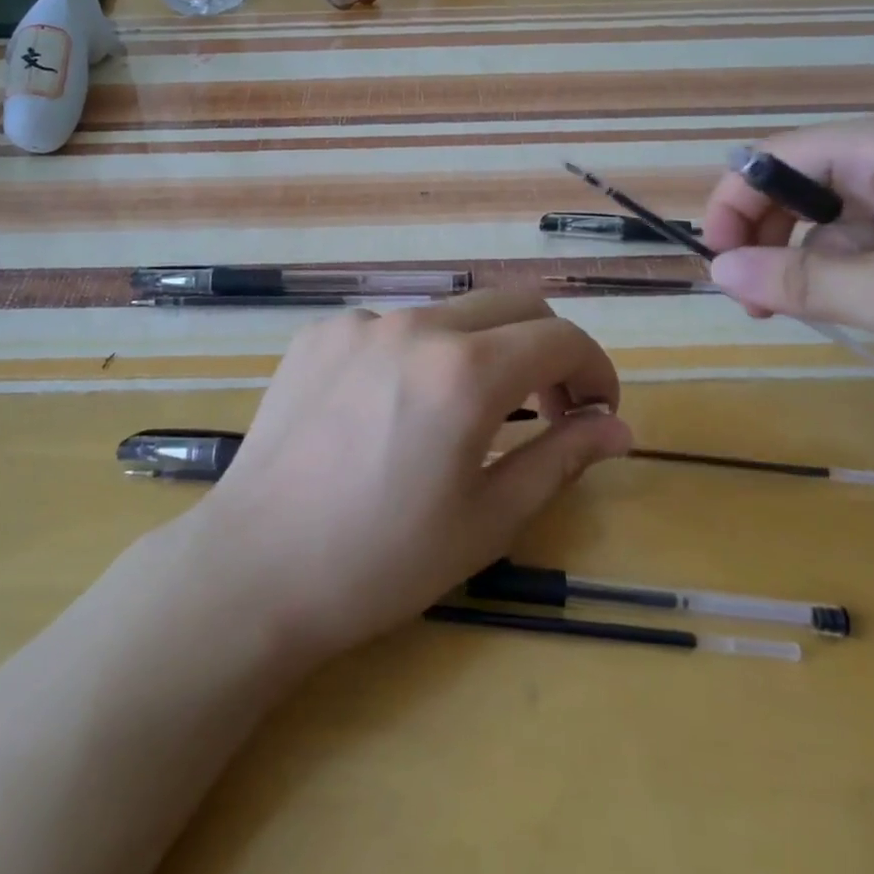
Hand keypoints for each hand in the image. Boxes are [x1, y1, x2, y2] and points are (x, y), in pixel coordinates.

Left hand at [194, 291, 631, 658]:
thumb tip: (618, 427)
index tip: (596, 412)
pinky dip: (421, 353)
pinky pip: (393, 326)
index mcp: (466, 370)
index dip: (595, 370)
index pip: (561, 337)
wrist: (255, 568)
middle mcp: (416, 324)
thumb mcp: (489, 519)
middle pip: (513, 305)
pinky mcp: (319, 333)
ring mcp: (360, 323)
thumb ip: (562, 458)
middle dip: (548, 348)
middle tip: (547, 408)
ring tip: (468, 411)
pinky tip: (395, 408)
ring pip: (452, 312)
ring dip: (484, 348)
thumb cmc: (383, 560)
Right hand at [703, 110, 873, 397]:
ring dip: (814, 268)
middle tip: (760, 308)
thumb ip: (798, 285)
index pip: (773, 159)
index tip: (720, 269)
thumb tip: (715, 272)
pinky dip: (858, 277)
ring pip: (837, 222)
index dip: (734, 208)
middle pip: (801, 188)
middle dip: (770, 243)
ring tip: (820, 320)